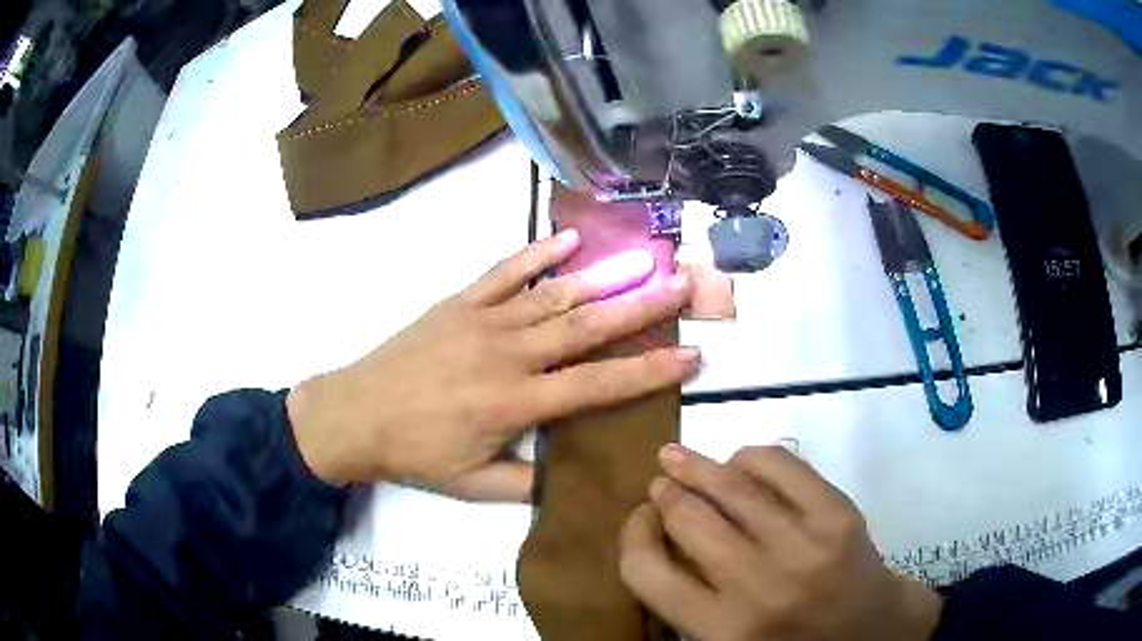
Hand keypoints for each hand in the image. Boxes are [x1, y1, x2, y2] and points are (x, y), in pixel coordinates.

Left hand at [287, 229, 699, 499]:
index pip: (598, 384)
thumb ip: (526, 483)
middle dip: (642, 306)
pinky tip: (569, 238)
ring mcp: (483, 321)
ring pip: (553, 295)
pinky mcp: (459, 303)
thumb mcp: (473, 485)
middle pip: (587, 326)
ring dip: (602, 276)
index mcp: (516, 403)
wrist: (355, 415)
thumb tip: (568, 477)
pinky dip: (537, 252)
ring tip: (644, 259)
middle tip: (683, 284)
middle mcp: (509, 354)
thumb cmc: (415, 453)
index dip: (649, 371)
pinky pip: (503, 272)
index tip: (691, 355)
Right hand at [619, 444, 942, 640]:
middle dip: (665, 495)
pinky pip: (783, 467)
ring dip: (697, 466)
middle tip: (659, 484)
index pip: (647, 572)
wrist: (872, 632)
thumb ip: (687, 606)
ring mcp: (804, 545)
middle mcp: (758, 587)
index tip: (638, 521)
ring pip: (733, 487)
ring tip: (678, 457)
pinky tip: (741, 460)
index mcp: (721, 631)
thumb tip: (656, 542)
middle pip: (688, 520)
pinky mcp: (838, 515)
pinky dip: (752, 457)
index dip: (632, 537)